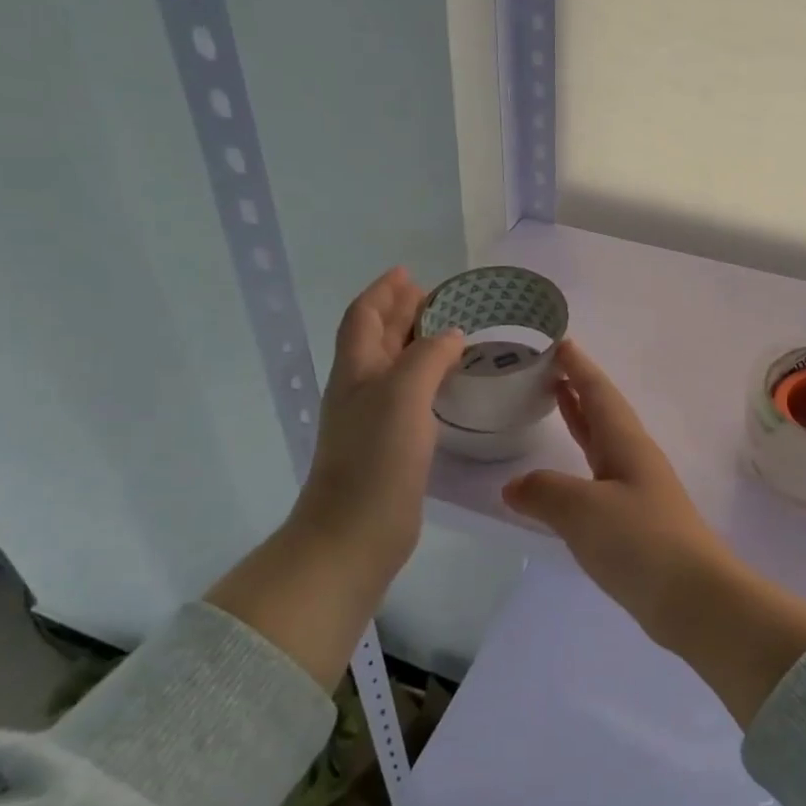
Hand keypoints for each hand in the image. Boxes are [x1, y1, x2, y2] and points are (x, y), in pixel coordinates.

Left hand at [208, 268, 461, 687]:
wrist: (355, 533)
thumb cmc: (376, 459)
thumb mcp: (402, 395)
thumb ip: (427, 358)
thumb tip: (450, 335)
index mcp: (356, 371)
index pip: (364, 317)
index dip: (384, 292)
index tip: (409, 272)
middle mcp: (361, 389)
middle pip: (377, 338)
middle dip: (401, 312)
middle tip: (437, 297)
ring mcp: (374, 419)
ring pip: (394, 366)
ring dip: (416, 343)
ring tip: (449, 331)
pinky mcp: (392, 445)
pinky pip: (410, 395)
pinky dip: (428, 377)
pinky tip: (447, 383)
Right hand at [502, 342, 805, 724]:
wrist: (694, 598)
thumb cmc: (640, 542)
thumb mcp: (583, 510)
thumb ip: (544, 492)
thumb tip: (515, 487)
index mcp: (627, 444)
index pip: (600, 393)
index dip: (579, 368)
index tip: (560, 342)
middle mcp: (634, 460)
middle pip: (604, 413)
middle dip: (579, 388)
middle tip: (551, 368)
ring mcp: (637, 492)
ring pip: (602, 445)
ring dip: (580, 422)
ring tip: (556, 403)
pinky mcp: (634, 524)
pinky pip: (598, 480)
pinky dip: (577, 467)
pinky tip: (563, 479)